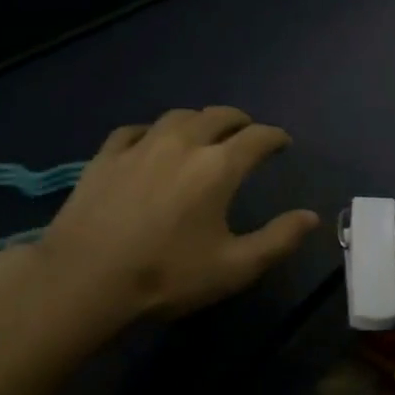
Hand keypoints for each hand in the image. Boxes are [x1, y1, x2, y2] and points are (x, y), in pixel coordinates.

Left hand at [0, 107, 318, 331]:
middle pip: (219, 115)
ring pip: (178, 116)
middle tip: (246, 132)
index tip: (283, 143)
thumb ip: (278, 240)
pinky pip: (135, 129)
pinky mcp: (107, 155)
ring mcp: (142, 145)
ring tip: (203, 132)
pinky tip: (149, 141)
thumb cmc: (165, 275)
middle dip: (240, 120)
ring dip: (199, 120)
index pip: (258, 137)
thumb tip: (312, 217)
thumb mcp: (233, 268)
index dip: (275, 137)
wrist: (83, 279)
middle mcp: (184, 143)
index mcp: (218, 166)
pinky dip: (152, 131)